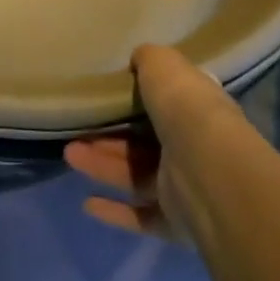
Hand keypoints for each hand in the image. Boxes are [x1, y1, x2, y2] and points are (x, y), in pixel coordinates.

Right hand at [65, 44, 246, 239]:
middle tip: (76, 131)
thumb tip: (139, 59)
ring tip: (70, 155)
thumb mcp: (164, 67)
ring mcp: (186, 188)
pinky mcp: (176, 221)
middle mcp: (192, 148)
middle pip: (143, 143)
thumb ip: (149, 60)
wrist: (208, 170)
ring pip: (136, 176)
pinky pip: (141, 215)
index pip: (166, 105)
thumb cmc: (186, 110)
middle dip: (108, 138)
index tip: (104, 97)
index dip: (136, 102)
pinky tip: (87, 203)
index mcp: (195, 111)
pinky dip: (115, 211)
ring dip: (103, 166)